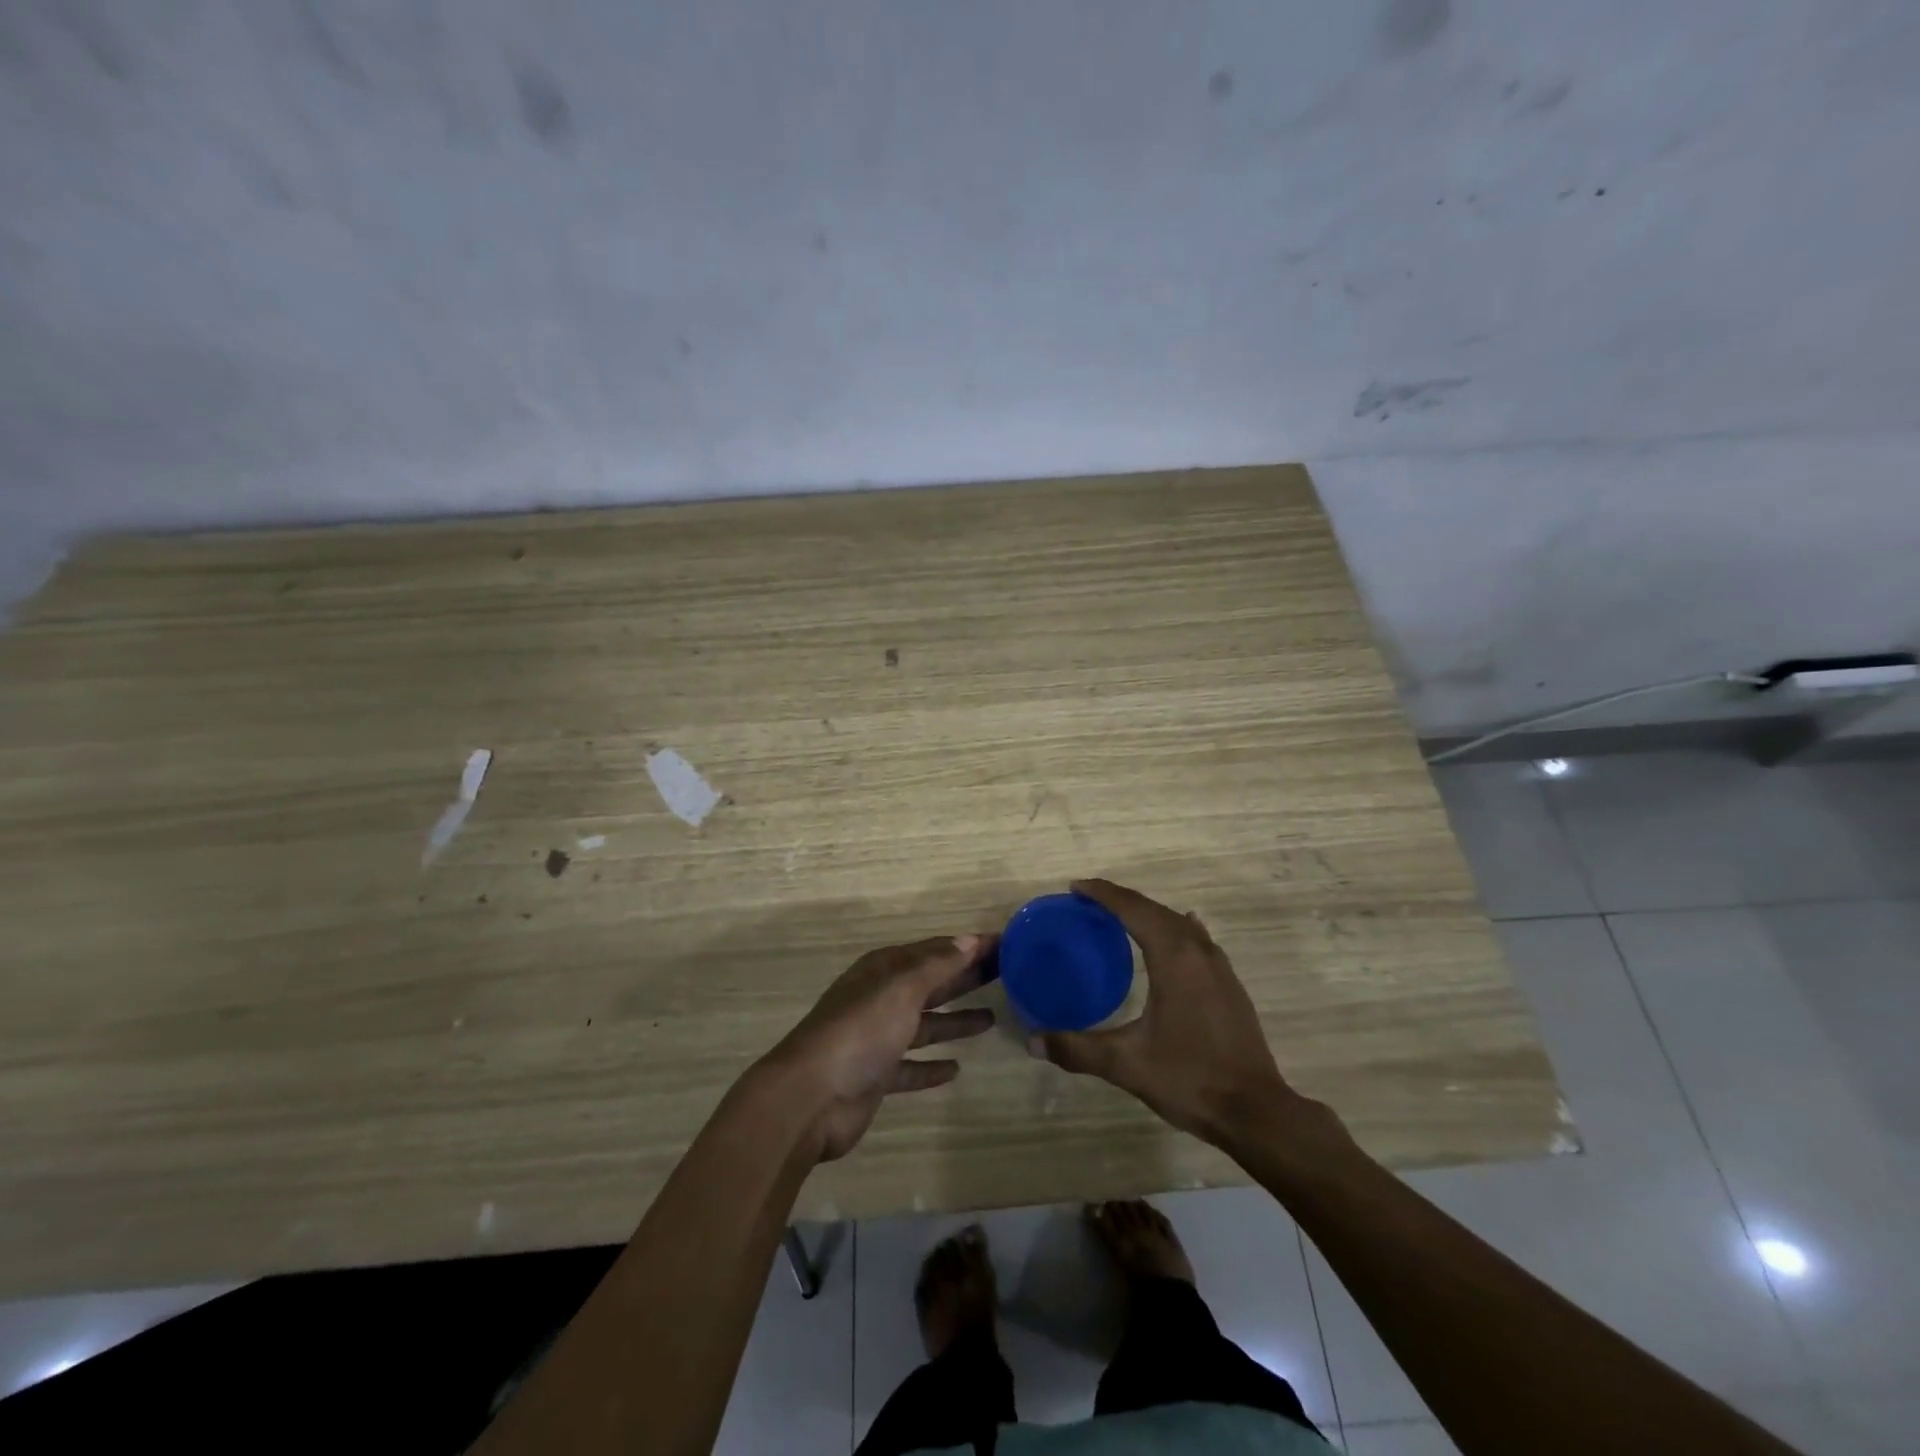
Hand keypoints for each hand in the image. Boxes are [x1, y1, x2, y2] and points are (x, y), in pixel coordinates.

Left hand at [767, 933, 997, 1161]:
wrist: (811, 1097)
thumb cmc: (860, 1031)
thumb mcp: (901, 988)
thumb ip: (937, 966)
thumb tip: (969, 939)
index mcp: (884, 970)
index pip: (935, 951)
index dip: (968, 947)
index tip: (1005, 945)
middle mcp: (880, 998)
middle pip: (931, 984)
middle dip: (965, 978)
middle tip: (1007, 976)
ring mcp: (877, 1039)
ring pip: (924, 1024)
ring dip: (954, 1020)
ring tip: (991, 1018)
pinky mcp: (876, 1076)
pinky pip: (911, 1066)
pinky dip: (932, 1066)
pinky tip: (956, 1068)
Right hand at [1032, 880, 1297, 1147]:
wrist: (1256, 1111)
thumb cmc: (1189, 1078)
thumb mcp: (1126, 1064)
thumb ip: (1076, 1049)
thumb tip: (1031, 1041)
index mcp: (1173, 957)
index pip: (1133, 909)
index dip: (1102, 894)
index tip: (1075, 886)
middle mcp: (1198, 951)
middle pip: (1155, 910)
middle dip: (1121, 899)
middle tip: (1089, 900)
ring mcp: (1219, 967)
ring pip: (1178, 923)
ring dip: (1149, 913)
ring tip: (1120, 917)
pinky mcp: (1230, 985)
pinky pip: (1196, 940)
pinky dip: (1173, 929)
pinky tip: (1176, 936)